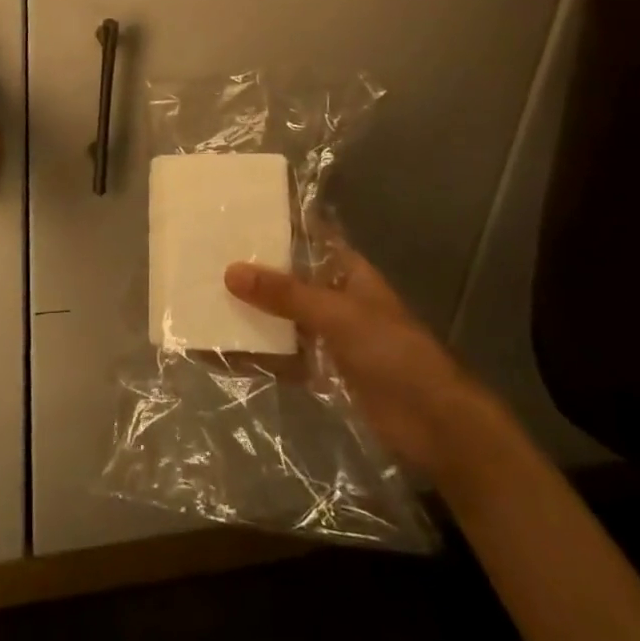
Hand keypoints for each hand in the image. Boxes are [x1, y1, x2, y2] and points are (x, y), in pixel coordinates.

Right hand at [225, 240, 498, 481]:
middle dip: (254, 273)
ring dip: (251, 315)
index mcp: (348, 272)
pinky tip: (221, 354)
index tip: (236, 215)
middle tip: (206, 258)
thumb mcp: (337, 314)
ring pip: (282, 318)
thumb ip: (285, 294)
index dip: (278, 225)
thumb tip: (230, 271)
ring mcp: (330, 336)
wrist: (435, 425)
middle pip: (289, 279)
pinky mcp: (324, 371)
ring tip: (203, 302)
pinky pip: (283, 357)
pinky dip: (257, 355)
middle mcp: (336, 298)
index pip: (309, 238)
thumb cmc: (393, 352)